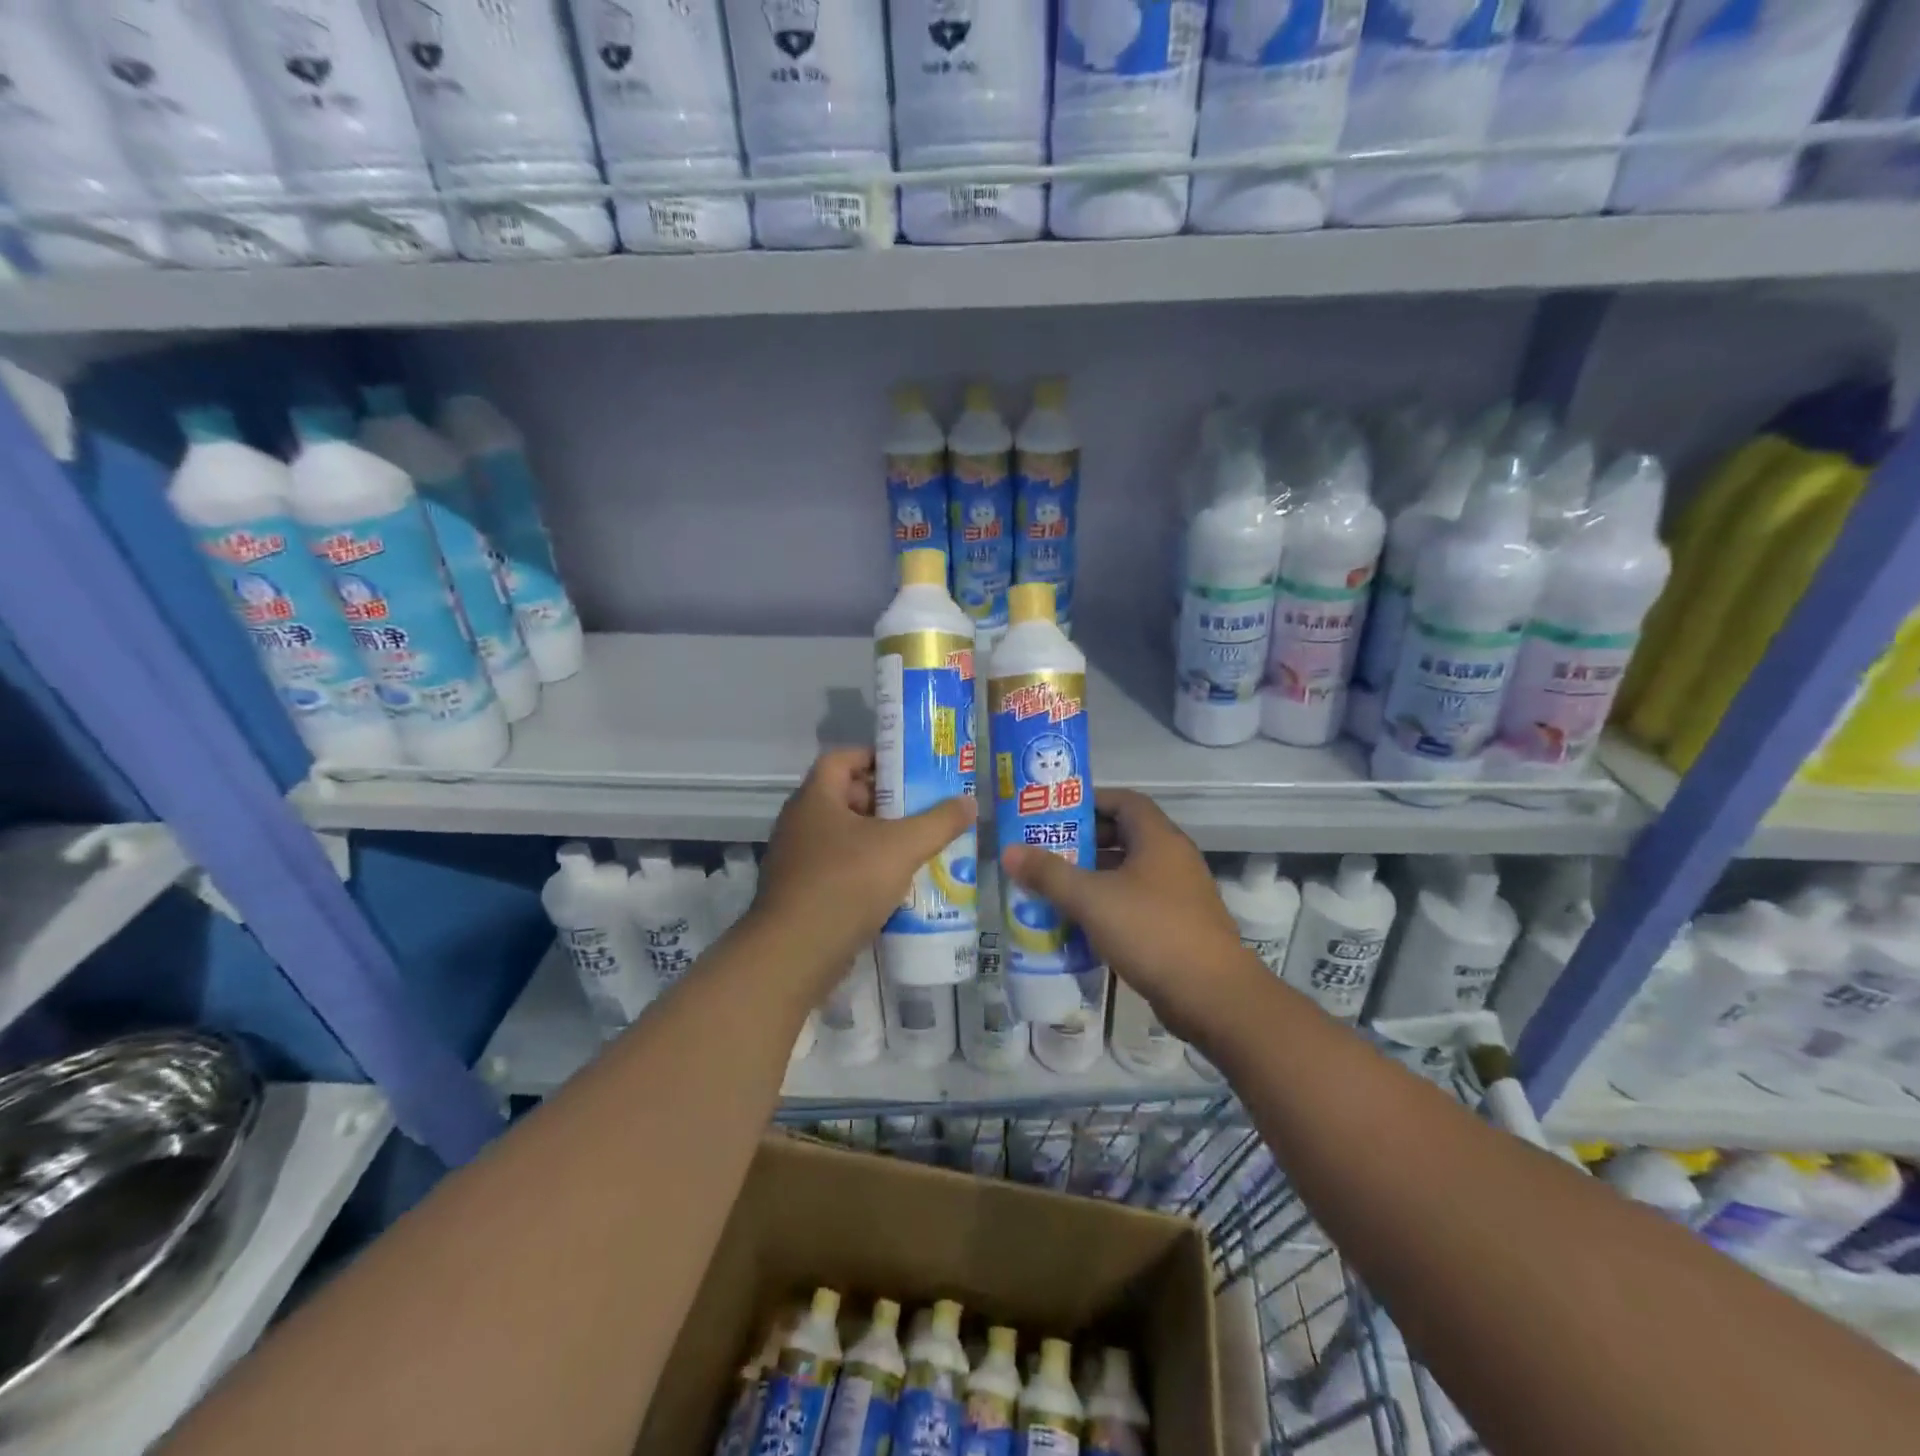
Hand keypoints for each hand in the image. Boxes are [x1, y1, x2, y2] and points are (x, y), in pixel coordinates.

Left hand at [750, 747, 974, 995]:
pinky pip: (839, 868)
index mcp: (815, 799)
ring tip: (918, 846)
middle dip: (885, 802)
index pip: (841, 758)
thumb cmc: (846, 883)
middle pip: (845, 797)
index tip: (909, 768)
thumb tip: (969, 802)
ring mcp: (797, 860)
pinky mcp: (802, 893)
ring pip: (844, 836)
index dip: (874, 757)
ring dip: (878, 839)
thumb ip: (939, 822)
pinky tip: (896, 884)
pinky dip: (866, 869)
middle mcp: (800, 823)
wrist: (795, 954)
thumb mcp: (902, 847)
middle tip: (923, 809)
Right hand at [1000, 789, 1257, 1041]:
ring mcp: (1179, 894)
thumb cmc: (1151, 931)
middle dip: (1084, 842)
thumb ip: (1049, 874)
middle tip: (1046, 852)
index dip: (1090, 801)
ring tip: (1054, 887)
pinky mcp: (1179, 926)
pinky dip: (1109, 905)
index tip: (1055, 813)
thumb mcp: (1091, 899)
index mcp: (1158, 839)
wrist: (1212, 995)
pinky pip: (1137, 902)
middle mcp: (1173, 859)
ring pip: (1129, 873)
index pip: (1124, 801)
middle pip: (1124, 836)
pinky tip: (1081, 923)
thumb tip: (1009, 851)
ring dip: (1094, 877)